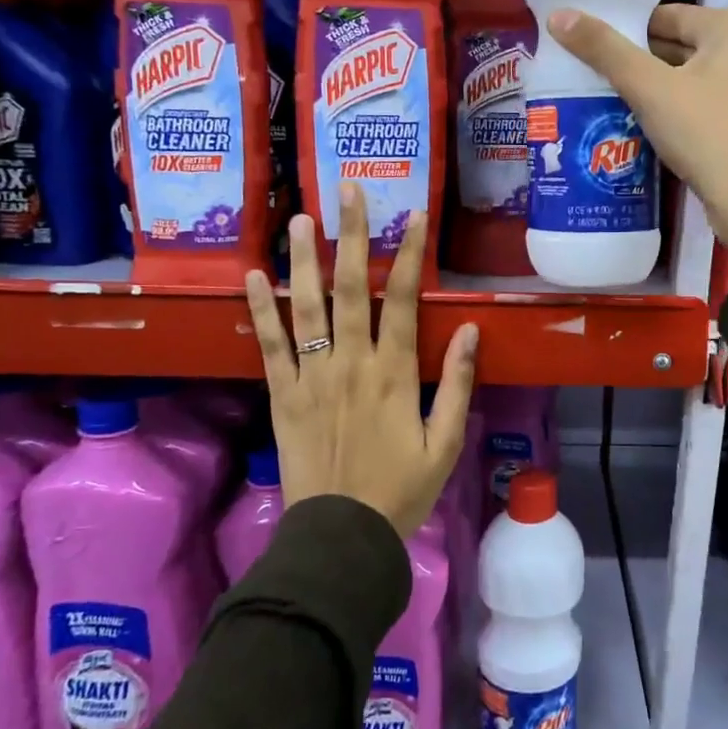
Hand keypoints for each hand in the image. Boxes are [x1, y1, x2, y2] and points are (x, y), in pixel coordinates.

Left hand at [243, 184, 478, 537]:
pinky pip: (270, 346)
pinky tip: (254, 276)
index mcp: (394, 374)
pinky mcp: (283, 395)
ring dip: (305, 260)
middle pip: (352, 289)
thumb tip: (473, 331)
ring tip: (301, 218)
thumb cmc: (401, 491)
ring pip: (307, 307)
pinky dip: (261, 310)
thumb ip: (458, 384)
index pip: (406, 300)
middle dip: (353, 236)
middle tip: (348, 191)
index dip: (411, 253)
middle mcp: (351, 363)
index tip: (415, 214)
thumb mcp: (445, 444)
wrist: (340, 537)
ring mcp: (312, 377)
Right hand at [547, 4, 727, 253]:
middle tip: (588, 81)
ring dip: (648, 94)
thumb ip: (605, 50)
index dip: (623, 32)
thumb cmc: (706, 133)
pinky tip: (637, 132)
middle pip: (674, 48)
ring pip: (683, 82)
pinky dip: (669, 116)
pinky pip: (696, 109)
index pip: (663, 16)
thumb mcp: (650, 88)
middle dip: (633, 65)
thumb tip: (559, 16)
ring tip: (603, 106)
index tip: (586, 52)